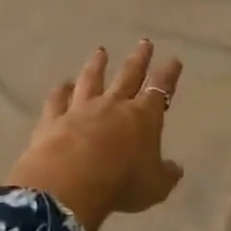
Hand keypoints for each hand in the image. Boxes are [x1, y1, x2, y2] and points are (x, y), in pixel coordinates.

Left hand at [6, 40, 184, 230]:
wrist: (69, 185)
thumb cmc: (121, 184)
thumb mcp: (155, 187)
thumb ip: (166, 174)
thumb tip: (176, 167)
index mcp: (143, 117)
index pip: (160, 89)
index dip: (168, 75)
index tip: (173, 60)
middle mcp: (113, 105)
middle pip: (128, 75)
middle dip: (139, 58)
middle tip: (144, 42)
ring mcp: (81, 109)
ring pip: (91, 79)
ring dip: (97, 65)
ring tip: (101, 51)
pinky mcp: (53, 119)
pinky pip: (58, 100)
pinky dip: (60, 91)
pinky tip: (61, 85)